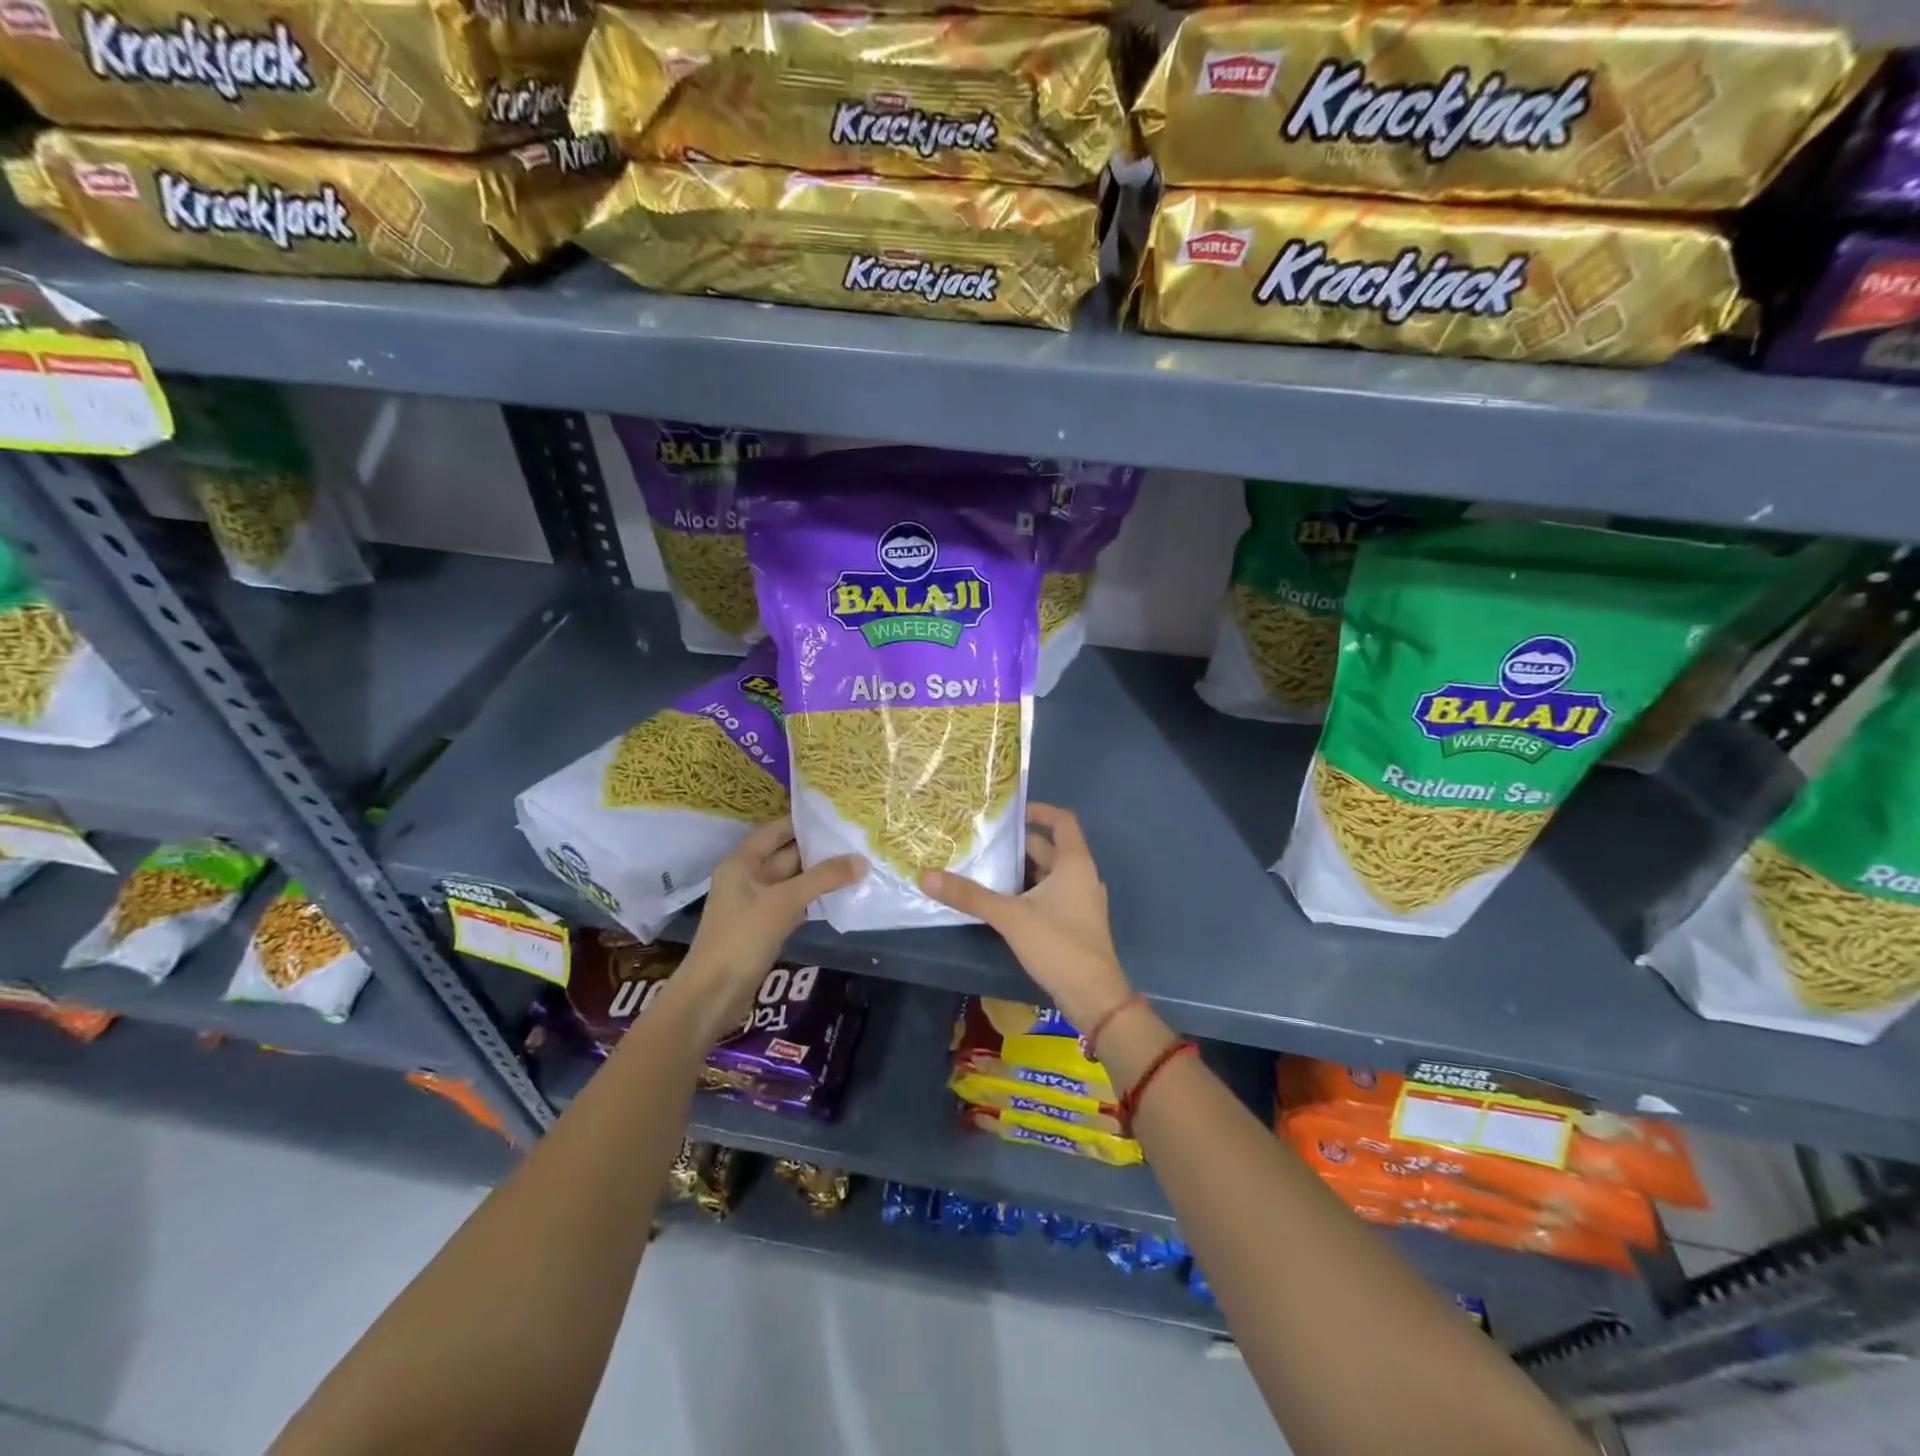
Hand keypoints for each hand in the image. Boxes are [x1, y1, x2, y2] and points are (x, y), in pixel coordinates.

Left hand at [682, 817, 865, 1032]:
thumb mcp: (785, 902)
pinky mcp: (765, 927)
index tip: (838, 815)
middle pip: (787, 855)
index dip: (804, 822)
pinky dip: (814, 899)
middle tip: (856, 840)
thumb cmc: (742, 938)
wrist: (714, 994)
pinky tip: (840, 896)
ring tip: (857, 864)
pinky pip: (794, 904)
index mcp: (742, 862)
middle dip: (819, 850)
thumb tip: (862, 859)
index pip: (776, 831)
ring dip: (820, 876)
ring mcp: (756, 904)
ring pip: (793, 881)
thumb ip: (823, 878)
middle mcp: (747, 877)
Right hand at [920, 803, 1131, 1030]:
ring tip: (984, 869)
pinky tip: (1001, 902)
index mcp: (1074, 863)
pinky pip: (1050, 895)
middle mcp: (1082, 876)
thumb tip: (927, 876)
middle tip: (982, 843)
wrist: (1093, 996)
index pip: (1062, 821)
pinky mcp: (1075, 923)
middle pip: (1049, 848)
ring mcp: (1081, 901)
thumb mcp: (1010, 916)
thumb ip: (970, 896)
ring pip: (1048, 874)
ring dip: (1020, 871)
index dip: (1038, 811)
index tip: (1009, 812)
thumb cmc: (1058, 944)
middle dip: (1017, 846)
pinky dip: (1028, 892)